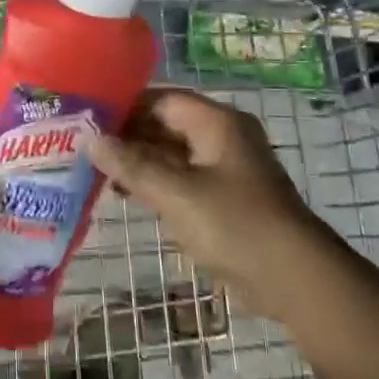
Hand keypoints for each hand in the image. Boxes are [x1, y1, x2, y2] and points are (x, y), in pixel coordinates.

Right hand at [87, 90, 328, 313]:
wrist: (294, 279)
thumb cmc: (234, 225)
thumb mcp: (176, 193)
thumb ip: (132, 165)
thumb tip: (91, 140)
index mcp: (217, 123)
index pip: (162, 99)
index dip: (125, 106)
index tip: (88, 119)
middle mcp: (222, 137)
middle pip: (166, 125)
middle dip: (128, 136)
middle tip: (84, 148)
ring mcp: (225, 168)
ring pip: (172, 153)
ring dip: (138, 162)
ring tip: (96, 172)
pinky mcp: (225, 198)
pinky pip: (182, 178)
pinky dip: (156, 182)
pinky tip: (126, 195)